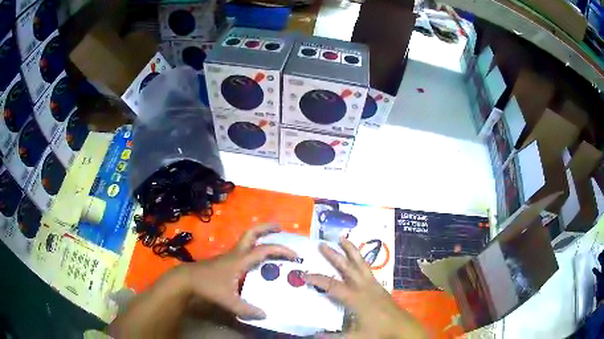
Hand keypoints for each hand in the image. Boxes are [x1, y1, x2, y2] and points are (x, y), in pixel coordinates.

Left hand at [186, 224, 296, 318]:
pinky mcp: (226, 260)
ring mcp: (230, 255)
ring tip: (272, 241)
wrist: (187, 279)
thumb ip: (246, 309)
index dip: (280, 251)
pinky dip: (253, 249)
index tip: (294, 256)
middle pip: (251, 233)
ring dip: (260, 237)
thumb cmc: (208, 286)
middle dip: (266, 228)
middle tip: (279, 227)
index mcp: (240, 260)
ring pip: (247, 240)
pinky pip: (243, 250)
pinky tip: (257, 260)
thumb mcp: (228, 300)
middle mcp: (236, 254)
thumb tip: (265, 315)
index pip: (264, 250)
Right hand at [306, 238, 426, 338]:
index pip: (332, 285)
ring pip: (360, 263)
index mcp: (355, 298)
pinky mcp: (379, 286)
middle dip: (334, 255)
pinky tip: (357, 260)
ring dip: (350, 250)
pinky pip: (367, 268)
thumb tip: (314, 335)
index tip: (304, 274)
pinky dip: (360, 260)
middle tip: (322, 244)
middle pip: (347, 267)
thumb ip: (333, 337)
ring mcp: (373, 285)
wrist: (402, 327)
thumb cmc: (378, 331)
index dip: (317, 279)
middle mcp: (364, 287)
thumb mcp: (354, 337)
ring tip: (342, 238)